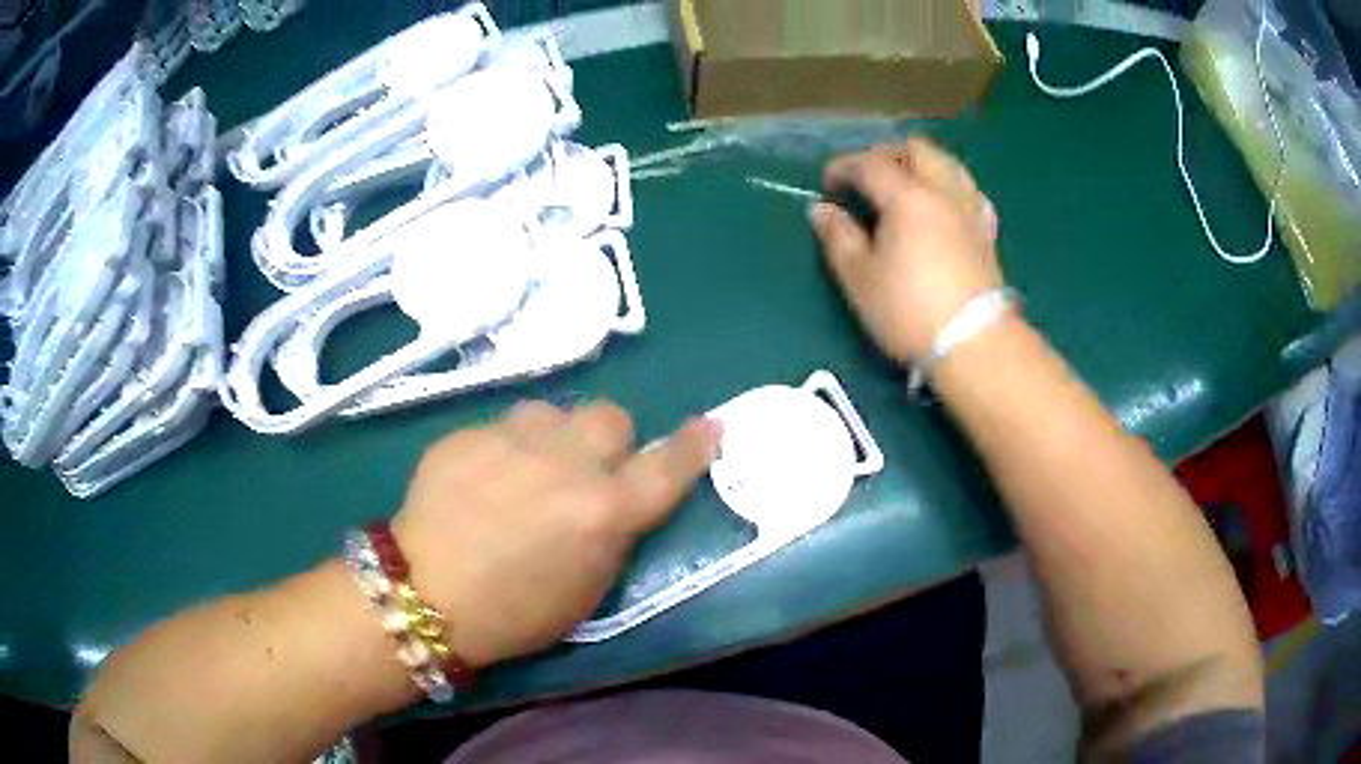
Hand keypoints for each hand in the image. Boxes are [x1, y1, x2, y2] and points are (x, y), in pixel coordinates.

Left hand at [392, 401, 720, 667]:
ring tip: (526, 470)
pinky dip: (506, 447)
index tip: (708, 426)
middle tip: (584, 469)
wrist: (424, 593)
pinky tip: (482, 479)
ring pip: (554, 412)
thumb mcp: (588, 589)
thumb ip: (613, 532)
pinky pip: (504, 425)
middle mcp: (565, 463)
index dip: (694, 444)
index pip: (668, 465)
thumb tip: (620, 496)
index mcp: (603, 512)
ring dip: (554, 437)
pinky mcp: (468, 432)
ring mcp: (511, 440)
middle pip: (611, 416)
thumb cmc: (515, 613)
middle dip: (607, 441)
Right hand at [811, 138, 1003, 362]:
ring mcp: (970, 209)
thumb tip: (821, 209)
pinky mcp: (987, 232)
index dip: (844, 167)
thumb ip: (838, 237)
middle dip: (886, 155)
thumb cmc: (909, 312)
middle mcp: (942, 192)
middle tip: (866, 177)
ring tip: (904, 184)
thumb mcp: (860, 278)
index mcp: (907, 197)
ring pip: (948, 163)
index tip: (827, 183)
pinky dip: (950, 185)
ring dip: (921, 163)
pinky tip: (943, 203)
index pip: (871, 164)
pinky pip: (969, 190)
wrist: (974, 344)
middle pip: (916, 150)